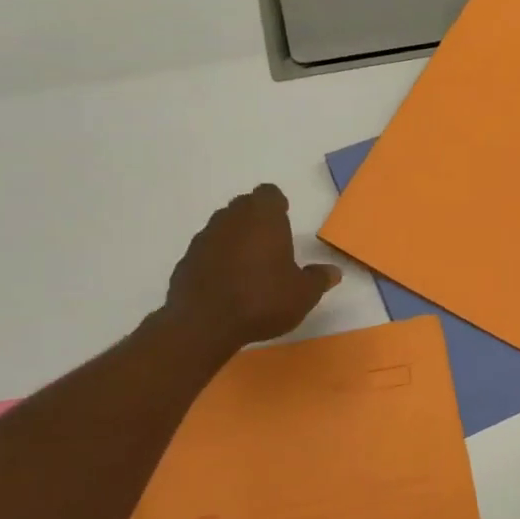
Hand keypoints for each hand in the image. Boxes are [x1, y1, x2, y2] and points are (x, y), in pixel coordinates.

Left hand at [161, 184, 340, 355]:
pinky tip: (226, 283)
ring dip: (235, 238)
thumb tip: (333, 272)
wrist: (203, 324)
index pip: (269, 194)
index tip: (284, 218)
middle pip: (244, 206)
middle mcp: (231, 219)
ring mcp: (204, 238)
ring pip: (223, 227)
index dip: (277, 205)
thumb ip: (319, 279)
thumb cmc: (262, 299)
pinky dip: (216, 259)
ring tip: (249, 264)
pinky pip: (206, 251)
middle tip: (270, 242)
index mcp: (263, 217)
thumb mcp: (303, 294)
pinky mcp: (185, 261)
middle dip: (256, 218)